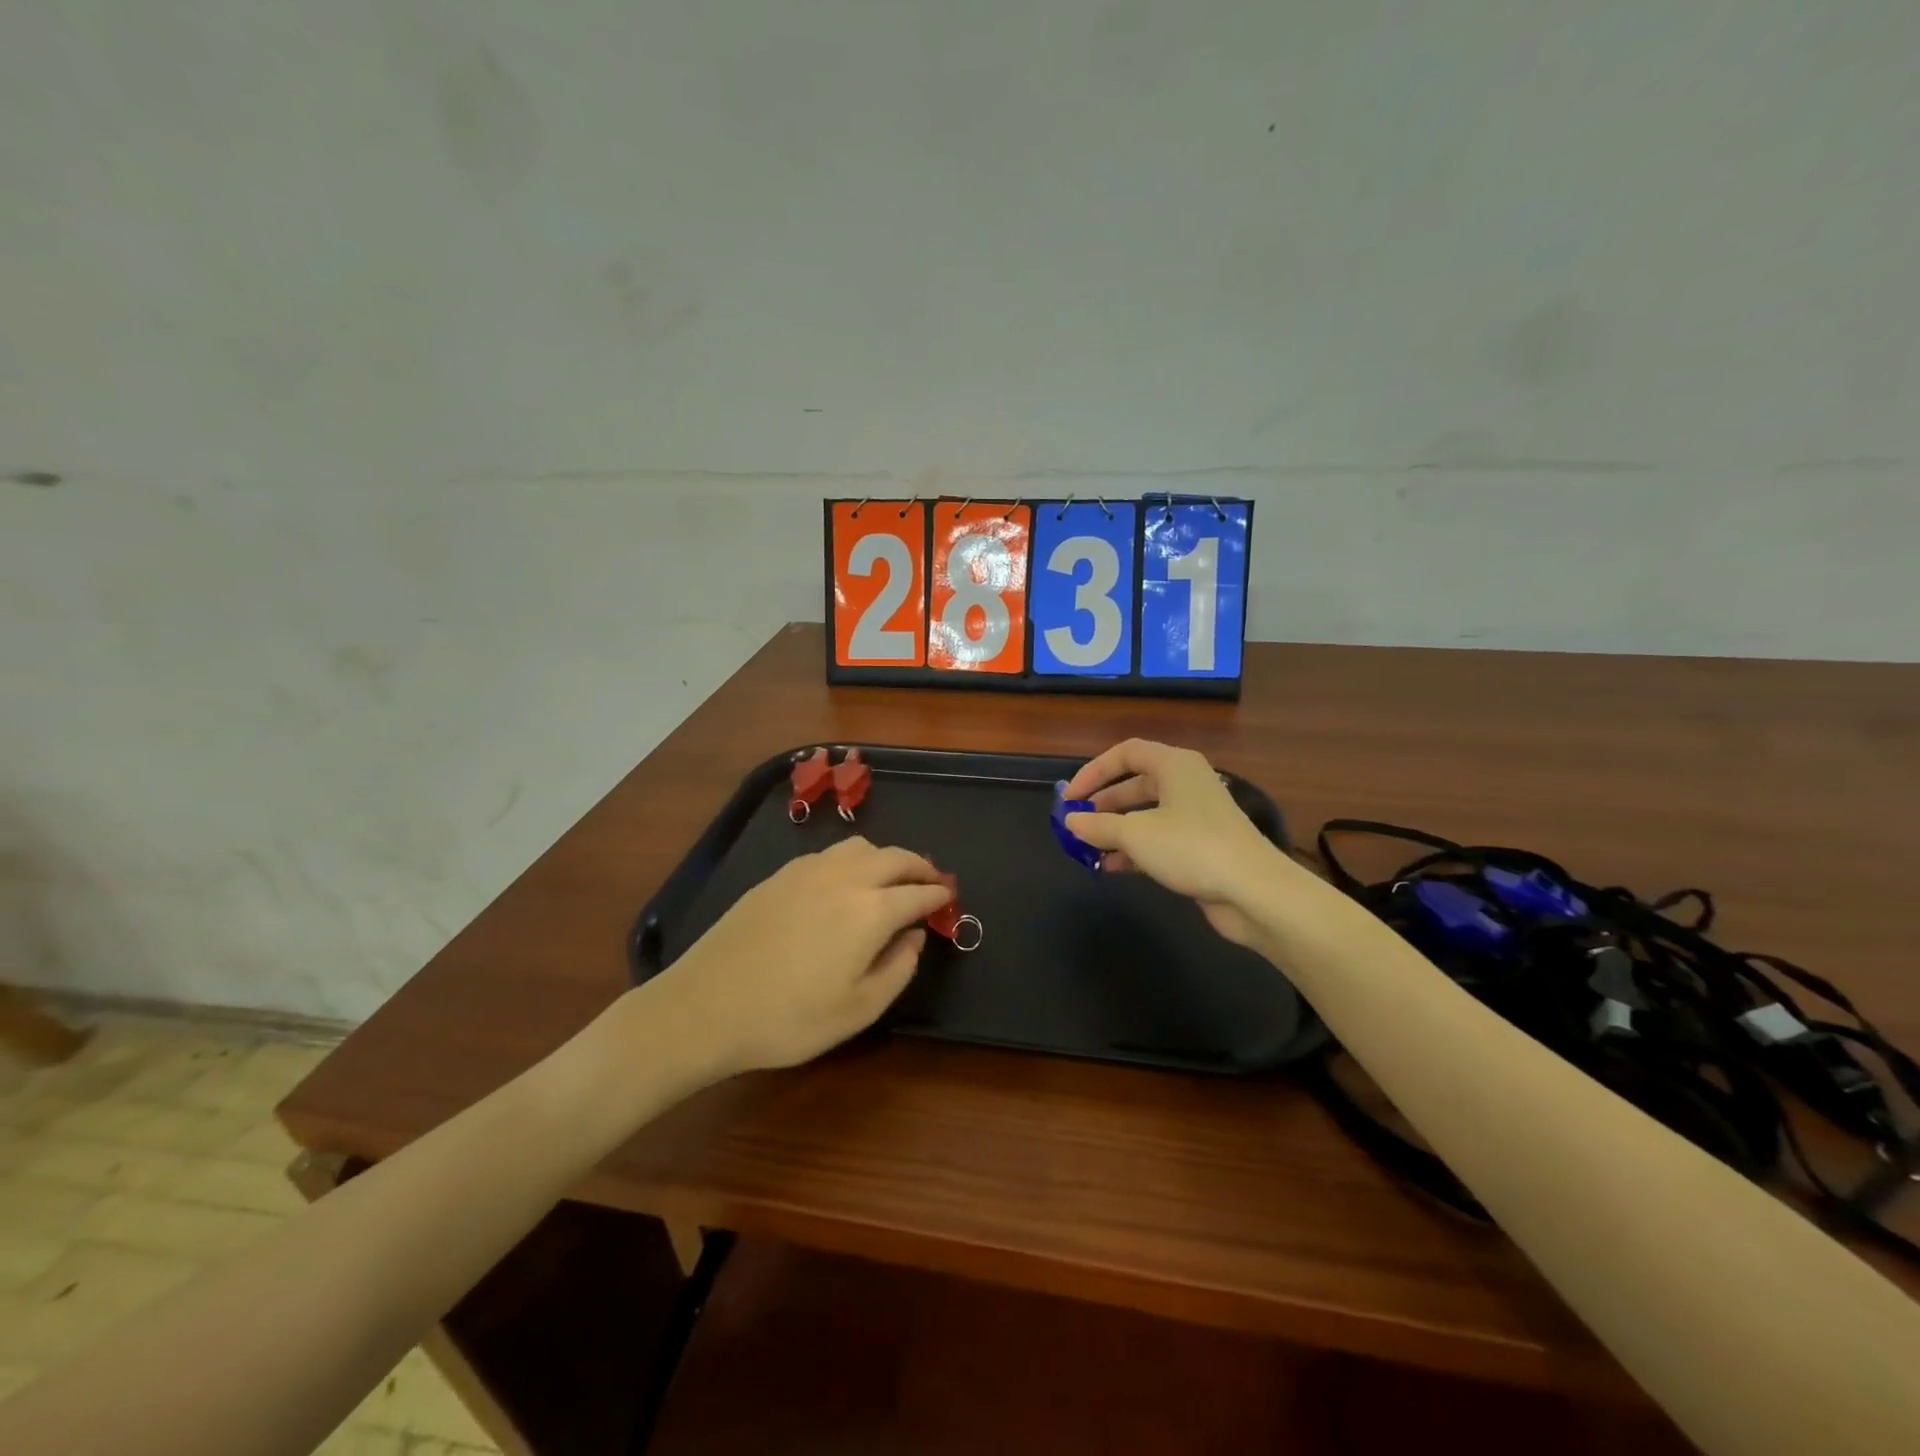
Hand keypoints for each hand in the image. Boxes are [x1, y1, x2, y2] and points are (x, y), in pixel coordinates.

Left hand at [648, 837, 952, 1078]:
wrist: (705, 1007)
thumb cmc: (788, 1019)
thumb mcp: (857, 1010)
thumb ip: (898, 969)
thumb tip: (913, 937)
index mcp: (870, 911)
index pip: (917, 893)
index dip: (938, 895)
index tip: (949, 899)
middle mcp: (844, 878)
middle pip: (894, 857)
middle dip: (919, 866)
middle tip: (931, 880)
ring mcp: (807, 871)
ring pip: (860, 847)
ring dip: (885, 857)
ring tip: (891, 878)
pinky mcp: (779, 875)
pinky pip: (829, 854)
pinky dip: (853, 859)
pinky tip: (845, 882)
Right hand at [1064, 739, 1290, 949]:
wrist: (1254, 890)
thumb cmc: (1191, 847)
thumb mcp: (1136, 834)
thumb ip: (1099, 825)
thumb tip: (1071, 821)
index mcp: (1174, 765)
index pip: (1126, 753)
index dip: (1094, 771)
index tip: (1070, 797)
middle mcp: (1186, 783)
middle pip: (1135, 784)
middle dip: (1103, 804)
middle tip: (1077, 823)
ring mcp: (1196, 815)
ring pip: (1146, 814)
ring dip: (1116, 830)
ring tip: (1089, 849)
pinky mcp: (1201, 844)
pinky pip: (1159, 838)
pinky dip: (1135, 848)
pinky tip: (1112, 867)